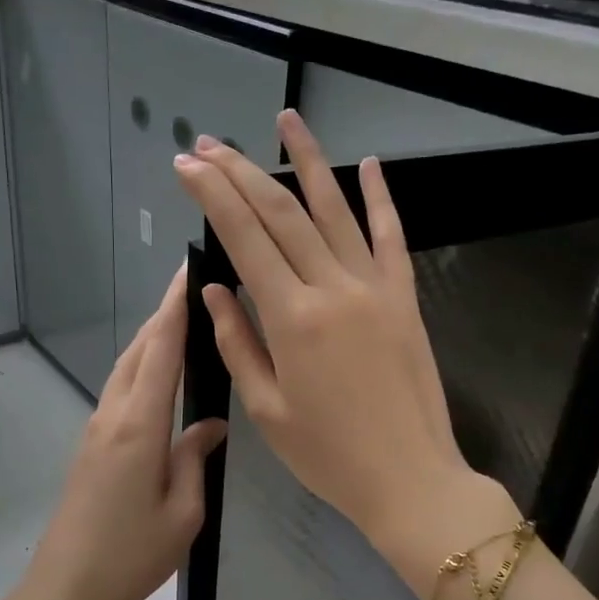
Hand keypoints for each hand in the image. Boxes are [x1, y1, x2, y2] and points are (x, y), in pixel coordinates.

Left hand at [16, 265, 227, 599]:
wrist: (65, 588)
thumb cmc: (132, 556)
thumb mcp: (183, 512)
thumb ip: (195, 457)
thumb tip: (210, 422)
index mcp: (139, 425)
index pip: (161, 350)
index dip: (176, 307)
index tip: (188, 270)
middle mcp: (113, 415)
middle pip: (139, 350)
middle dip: (164, 314)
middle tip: (194, 287)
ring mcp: (96, 428)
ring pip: (126, 367)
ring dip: (151, 339)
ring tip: (181, 320)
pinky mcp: (90, 445)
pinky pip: (120, 389)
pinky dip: (142, 366)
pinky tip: (160, 373)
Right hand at [173, 110, 504, 565]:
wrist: (411, 479)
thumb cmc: (329, 456)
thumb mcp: (267, 410)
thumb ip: (237, 343)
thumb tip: (214, 289)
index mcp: (291, 319)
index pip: (245, 239)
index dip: (212, 196)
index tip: (187, 165)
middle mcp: (333, 289)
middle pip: (282, 214)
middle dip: (242, 172)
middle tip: (212, 143)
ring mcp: (376, 288)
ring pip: (336, 211)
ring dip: (308, 162)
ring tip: (286, 120)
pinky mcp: (406, 298)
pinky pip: (392, 237)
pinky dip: (380, 198)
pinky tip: (368, 164)